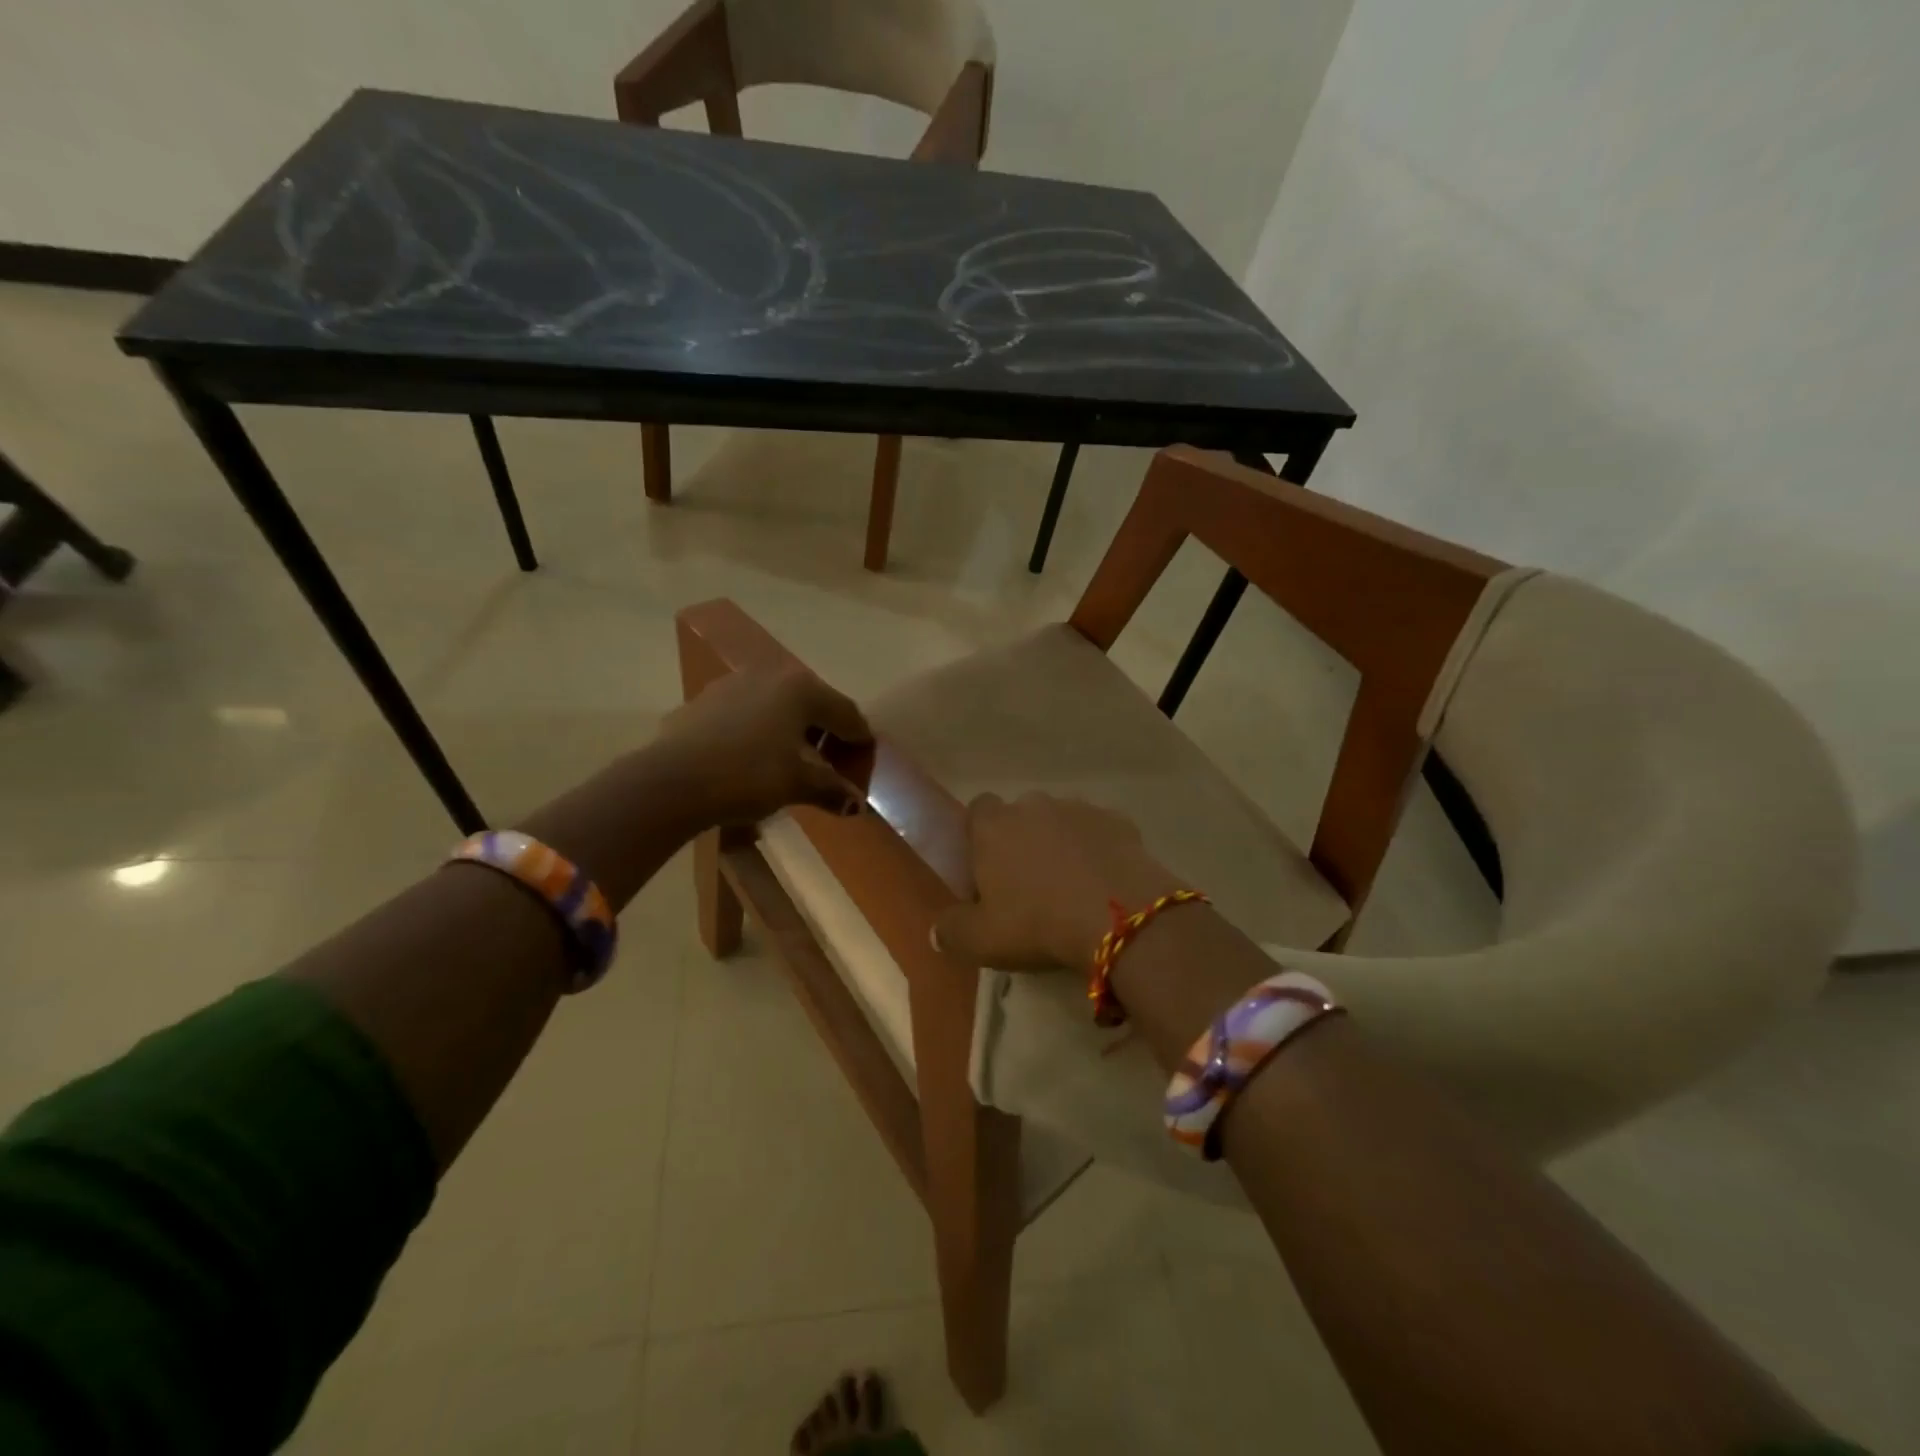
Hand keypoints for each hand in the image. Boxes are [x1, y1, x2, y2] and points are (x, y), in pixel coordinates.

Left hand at [656, 666, 872, 827]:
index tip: (865, 760)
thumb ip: (831, 788)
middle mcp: (770, 675)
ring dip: (792, 730)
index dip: (859, 739)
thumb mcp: (797, 784)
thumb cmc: (748, 775)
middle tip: (833, 763)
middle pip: (812, 703)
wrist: (671, 781)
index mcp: (801, 689)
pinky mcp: (704, 701)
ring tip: (794, 760)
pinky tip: (754, 757)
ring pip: (777, 706)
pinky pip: (747, 713)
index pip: (846, 712)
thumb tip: (856, 804)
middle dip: (826, 732)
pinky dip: (761, 731)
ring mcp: (733, 684)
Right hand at [932, 792, 1182, 972]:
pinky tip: (1105, 884)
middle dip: (1022, 841)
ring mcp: (1079, 809)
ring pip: (1061, 822)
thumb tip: (938, 931)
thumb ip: (952, 932)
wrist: (1119, 917)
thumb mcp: (981, 941)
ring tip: (1071, 887)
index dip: (979, 836)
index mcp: (993, 826)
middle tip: (1028, 885)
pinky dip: (1098, 851)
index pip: (977, 810)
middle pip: (1021, 816)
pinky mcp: (1118, 821)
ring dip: (1062, 845)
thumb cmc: (1037, 923)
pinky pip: (1099, 833)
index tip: (986, 869)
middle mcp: (1034, 805)